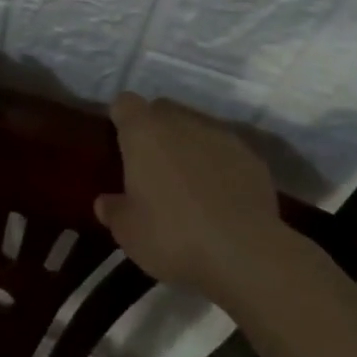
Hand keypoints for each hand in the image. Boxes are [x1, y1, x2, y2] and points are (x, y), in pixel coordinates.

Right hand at [96, 93, 285, 296]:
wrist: (244, 252)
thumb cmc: (172, 235)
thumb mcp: (128, 232)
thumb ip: (113, 210)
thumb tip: (105, 202)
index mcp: (143, 132)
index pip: (125, 103)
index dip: (121, 119)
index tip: (121, 144)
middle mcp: (180, 122)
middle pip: (162, 110)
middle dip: (155, 130)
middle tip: (152, 167)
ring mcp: (220, 135)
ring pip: (196, 128)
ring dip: (189, 146)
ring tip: (190, 184)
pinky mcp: (251, 156)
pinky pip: (226, 151)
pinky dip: (220, 165)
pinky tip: (221, 198)